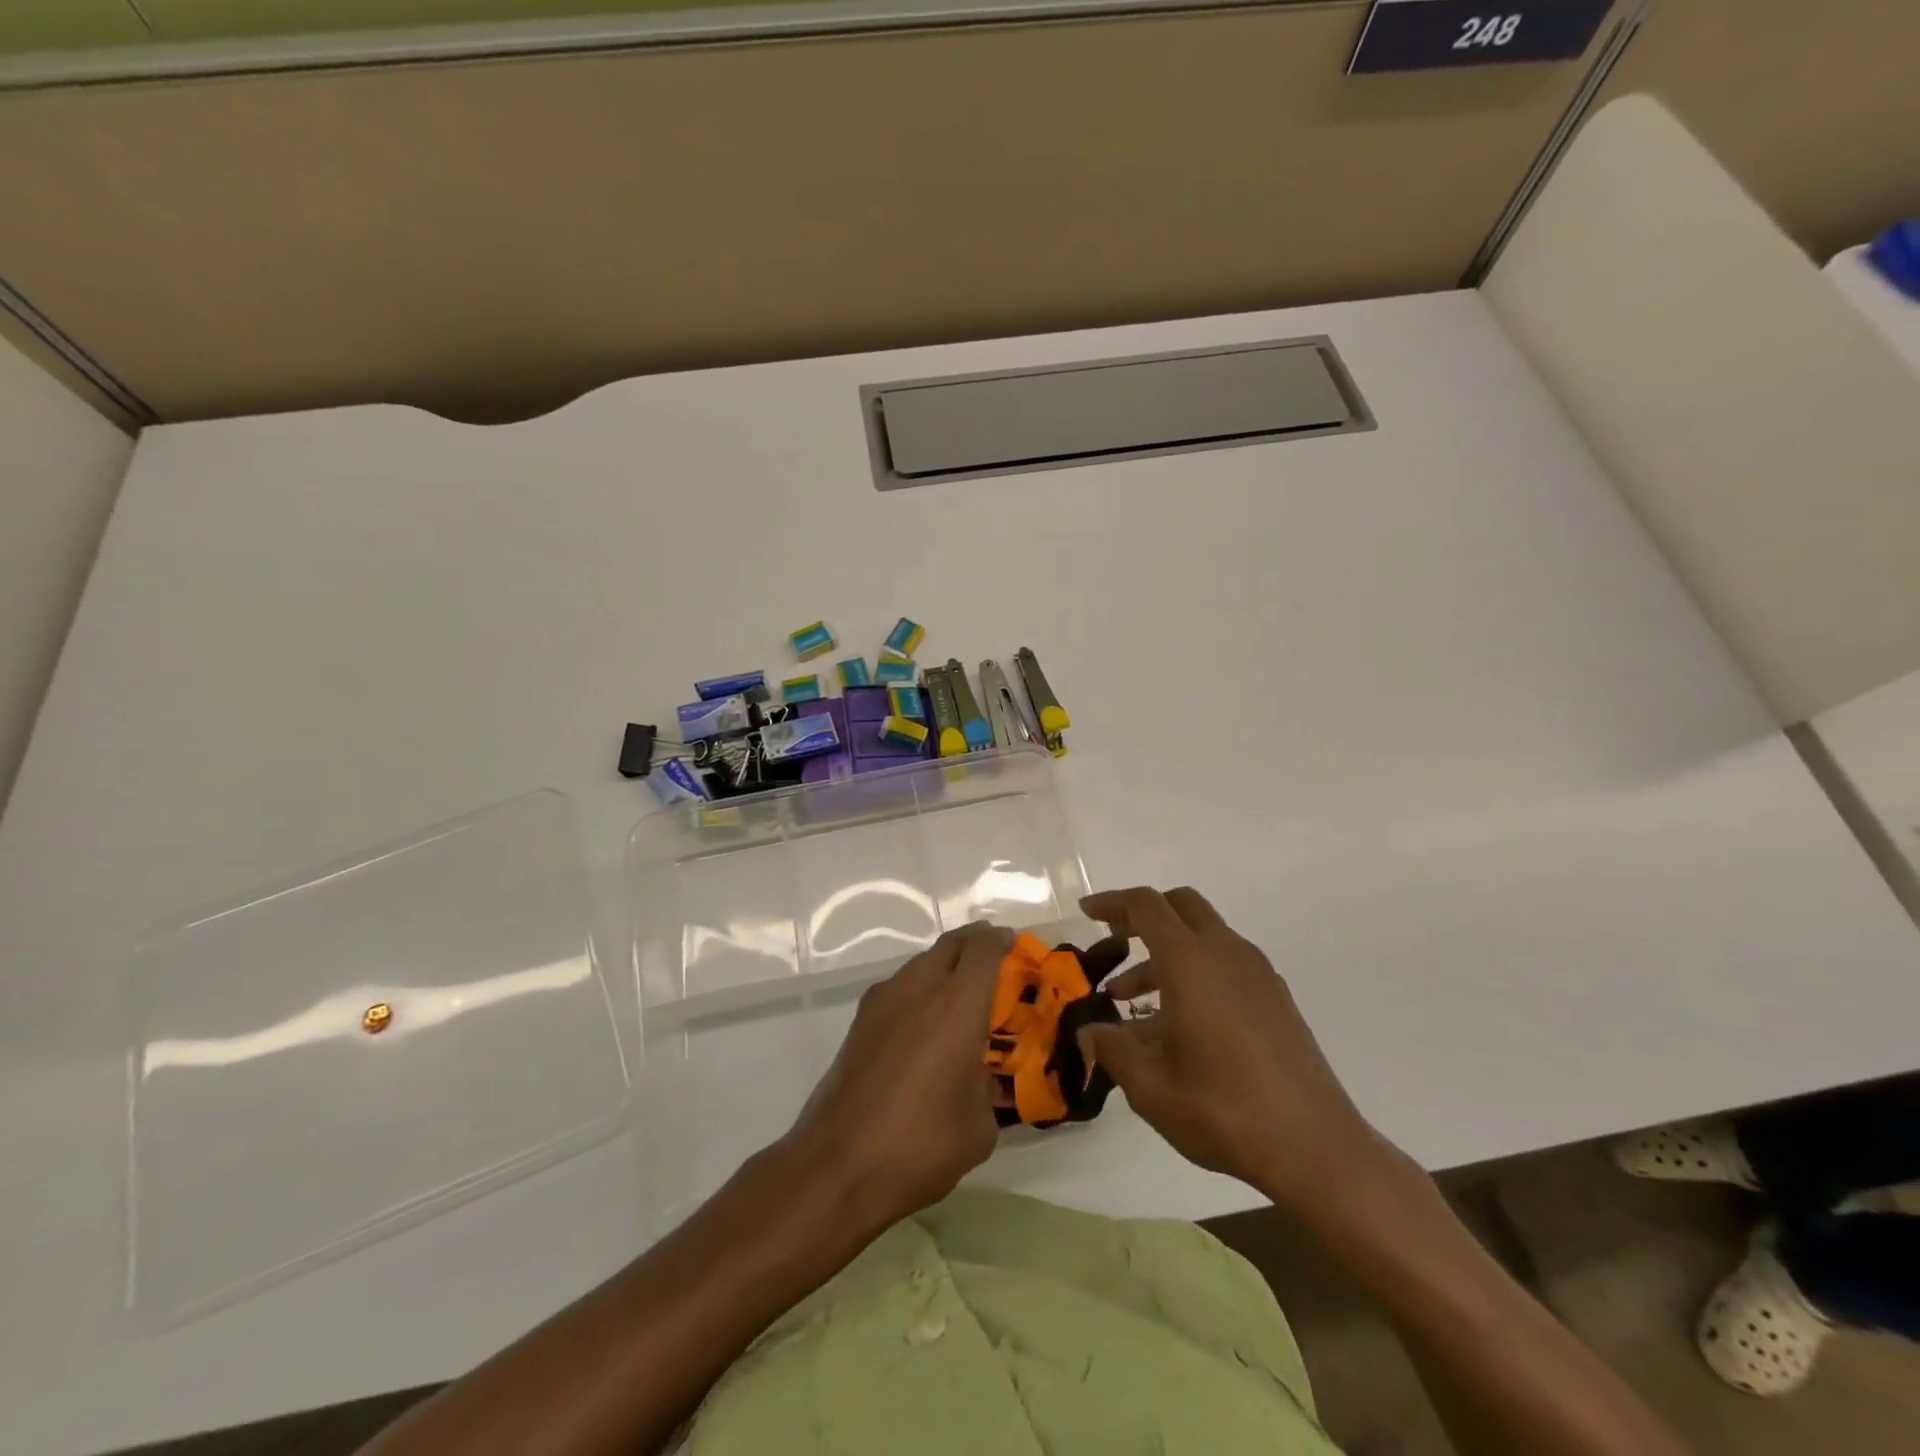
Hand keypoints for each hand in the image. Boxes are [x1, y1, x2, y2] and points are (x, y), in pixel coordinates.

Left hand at [785, 923, 1008, 1229]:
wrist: (838, 1165)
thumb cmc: (922, 1143)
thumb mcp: (979, 1126)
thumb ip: (987, 1088)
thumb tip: (979, 1080)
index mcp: (958, 1004)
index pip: (984, 949)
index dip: (1002, 941)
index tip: (1015, 945)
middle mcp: (919, 988)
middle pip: (950, 945)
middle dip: (974, 944)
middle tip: (993, 959)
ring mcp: (883, 1001)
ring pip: (920, 963)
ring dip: (943, 966)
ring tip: (959, 994)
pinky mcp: (859, 1022)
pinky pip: (898, 988)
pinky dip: (917, 991)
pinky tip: (922, 1024)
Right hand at [1078, 886, 1396, 1219]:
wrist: (1316, 1147)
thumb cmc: (1224, 1110)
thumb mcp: (1151, 1087)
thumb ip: (1112, 1049)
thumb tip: (1089, 1031)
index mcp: (1191, 962)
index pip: (1145, 906)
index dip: (1111, 903)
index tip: (1085, 914)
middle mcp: (1226, 953)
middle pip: (1180, 905)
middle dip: (1142, 915)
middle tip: (1113, 941)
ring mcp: (1257, 973)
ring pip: (1203, 937)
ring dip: (1165, 953)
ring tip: (1131, 1001)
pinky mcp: (1275, 997)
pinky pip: (1225, 963)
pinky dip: (1194, 971)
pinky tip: (1178, 1023)